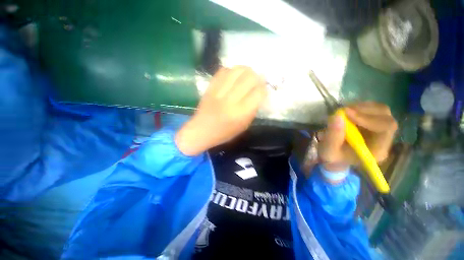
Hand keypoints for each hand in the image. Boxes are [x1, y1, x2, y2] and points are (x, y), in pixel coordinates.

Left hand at [175, 66, 266, 155]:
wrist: (201, 130)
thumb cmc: (225, 132)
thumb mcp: (243, 126)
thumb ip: (253, 109)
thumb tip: (259, 93)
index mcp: (240, 113)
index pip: (258, 93)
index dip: (264, 88)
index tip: (264, 89)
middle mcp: (231, 100)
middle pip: (249, 78)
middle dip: (257, 77)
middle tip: (257, 80)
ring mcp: (219, 92)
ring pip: (237, 71)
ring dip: (246, 70)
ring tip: (248, 74)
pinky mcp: (210, 87)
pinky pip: (223, 71)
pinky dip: (232, 71)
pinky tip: (234, 75)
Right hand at [318, 102, 397, 171]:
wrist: (336, 155)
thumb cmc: (334, 156)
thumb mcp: (329, 151)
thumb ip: (332, 137)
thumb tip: (337, 116)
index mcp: (378, 150)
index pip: (386, 129)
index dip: (368, 118)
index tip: (346, 113)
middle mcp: (385, 139)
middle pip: (386, 117)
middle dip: (364, 111)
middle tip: (343, 110)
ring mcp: (381, 129)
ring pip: (381, 110)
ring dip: (361, 107)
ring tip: (344, 111)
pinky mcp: (375, 122)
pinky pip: (374, 109)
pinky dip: (360, 107)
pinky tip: (348, 112)